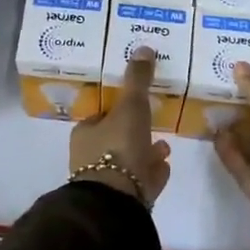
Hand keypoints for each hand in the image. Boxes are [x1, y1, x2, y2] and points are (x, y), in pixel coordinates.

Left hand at [69, 48, 171, 206]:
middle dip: (135, 131)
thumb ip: (137, 80)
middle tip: (154, 123)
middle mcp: (90, 157)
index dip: (118, 109)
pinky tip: (164, 167)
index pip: (102, 116)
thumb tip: (143, 47)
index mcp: (85, 134)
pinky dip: (151, 172)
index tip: (136, 103)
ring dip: (145, 152)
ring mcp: (106, 182)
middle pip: (116, 138)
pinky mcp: (122, 201)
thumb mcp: (130, 107)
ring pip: (128, 161)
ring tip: (164, 146)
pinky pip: (139, 181)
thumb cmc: (118, 148)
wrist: (117, 202)